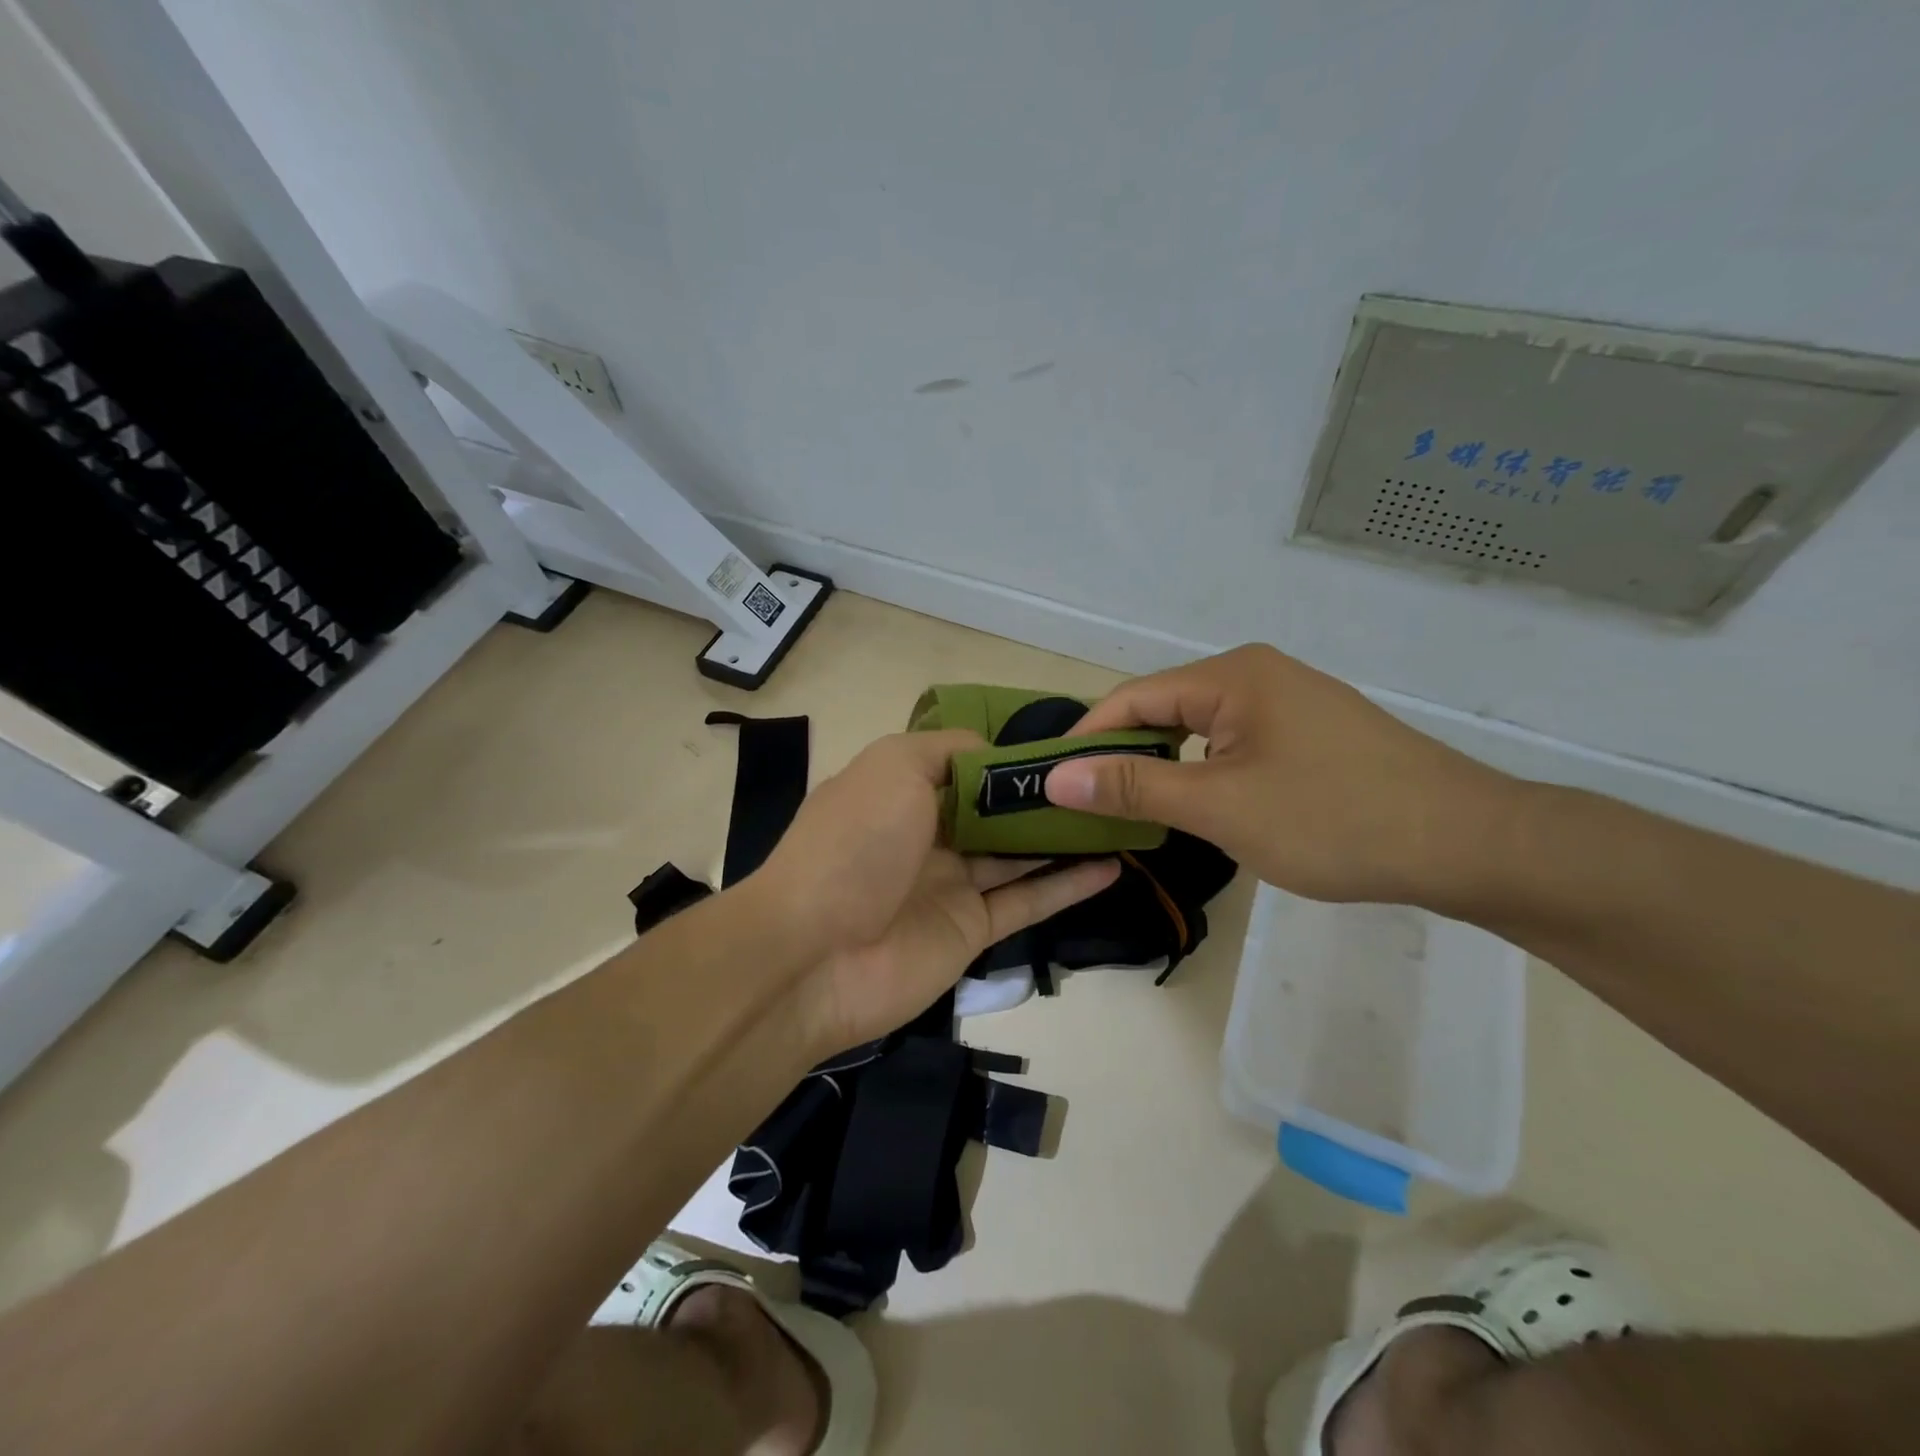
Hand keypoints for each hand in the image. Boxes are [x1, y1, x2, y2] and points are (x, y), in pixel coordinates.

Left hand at [756, 730, 1118, 1051]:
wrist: (813, 956)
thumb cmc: (854, 843)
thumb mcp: (892, 767)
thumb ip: (945, 749)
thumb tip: (991, 751)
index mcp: (900, 791)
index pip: (963, 765)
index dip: (1007, 756)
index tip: (1061, 745)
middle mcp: (926, 835)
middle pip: (995, 811)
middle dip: (1041, 797)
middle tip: (1104, 780)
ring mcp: (950, 885)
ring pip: (1017, 855)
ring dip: (1062, 837)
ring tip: (1117, 816)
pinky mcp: (971, 930)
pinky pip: (1027, 901)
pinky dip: (1068, 885)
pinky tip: (1112, 866)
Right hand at [1043, 644, 1514, 906]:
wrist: (1469, 844)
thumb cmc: (1334, 819)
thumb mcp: (1219, 806)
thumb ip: (1133, 785)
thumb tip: (1055, 777)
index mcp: (1232, 675)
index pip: (1132, 698)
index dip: (1087, 740)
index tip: (1053, 784)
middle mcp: (1257, 674)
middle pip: (1165, 709)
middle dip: (1124, 755)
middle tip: (1090, 806)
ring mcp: (1290, 702)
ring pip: (1200, 730)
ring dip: (1165, 767)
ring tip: (1137, 811)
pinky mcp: (1312, 733)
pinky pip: (1235, 744)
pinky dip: (1206, 772)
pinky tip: (1203, 806)